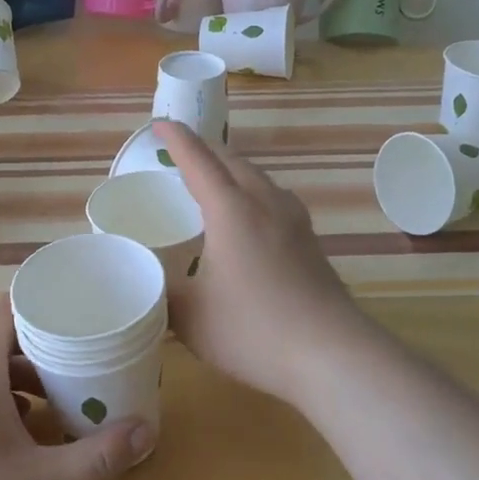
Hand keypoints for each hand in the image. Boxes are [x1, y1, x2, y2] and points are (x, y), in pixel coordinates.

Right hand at [153, 120, 379, 411]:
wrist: (331, 354)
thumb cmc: (253, 330)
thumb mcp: (191, 317)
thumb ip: (163, 293)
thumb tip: (147, 282)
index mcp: (231, 211)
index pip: (199, 161)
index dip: (178, 139)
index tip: (160, 125)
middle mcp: (265, 204)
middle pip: (233, 161)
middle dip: (205, 150)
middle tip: (181, 154)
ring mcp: (295, 221)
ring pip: (259, 178)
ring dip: (233, 170)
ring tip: (215, 181)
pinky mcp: (311, 242)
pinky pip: (276, 199)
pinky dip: (253, 192)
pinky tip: (252, 217)